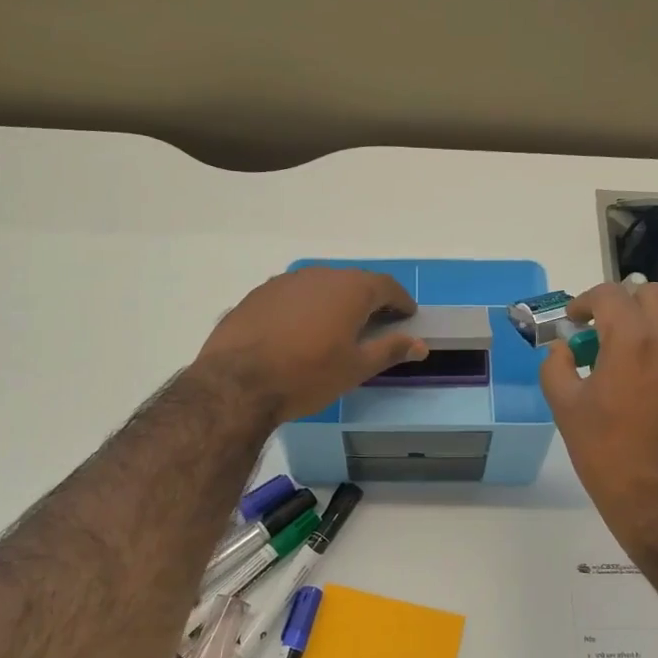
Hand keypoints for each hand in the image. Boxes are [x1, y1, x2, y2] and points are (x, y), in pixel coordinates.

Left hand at [196, 268, 427, 422]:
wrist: (237, 383)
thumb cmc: (307, 375)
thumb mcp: (356, 368)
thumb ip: (390, 350)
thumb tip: (420, 344)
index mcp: (350, 289)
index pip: (386, 286)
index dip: (400, 301)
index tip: (407, 315)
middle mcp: (319, 275)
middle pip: (353, 282)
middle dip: (368, 300)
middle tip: (376, 323)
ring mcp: (285, 282)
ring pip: (320, 287)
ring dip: (334, 302)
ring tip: (337, 328)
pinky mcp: (258, 295)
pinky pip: (293, 296)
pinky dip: (306, 308)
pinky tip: (300, 332)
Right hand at [540, 282, 657, 544]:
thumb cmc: (606, 453)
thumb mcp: (566, 408)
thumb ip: (556, 367)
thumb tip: (560, 349)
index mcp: (633, 341)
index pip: (610, 295)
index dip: (584, 302)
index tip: (571, 323)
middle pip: (650, 295)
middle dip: (620, 303)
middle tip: (596, 331)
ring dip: (640, 327)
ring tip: (614, 363)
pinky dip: (657, 351)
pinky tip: (638, 386)